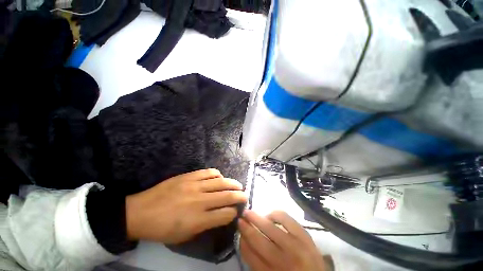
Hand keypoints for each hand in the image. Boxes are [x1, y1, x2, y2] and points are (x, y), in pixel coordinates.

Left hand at [125, 169, 246, 243]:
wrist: (140, 212)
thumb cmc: (162, 229)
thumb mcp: (184, 236)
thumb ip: (205, 226)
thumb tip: (220, 216)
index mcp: (198, 220)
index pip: (225, 214)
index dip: (234, 213)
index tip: (236, 211)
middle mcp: (200, 201)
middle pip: (227, 196)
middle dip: (240, 196)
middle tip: (245, 195)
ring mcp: (195, 186)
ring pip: (221, 182)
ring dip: (233, 183)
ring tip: (238, 185)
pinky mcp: (189, 176)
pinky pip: (209, 172)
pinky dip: (218, 174)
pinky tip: (220, 177)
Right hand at [238, 210, 327, 270]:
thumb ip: (258, 264)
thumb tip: (246, 243)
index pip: (250, 255)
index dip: (242, 242)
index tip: (239, 233)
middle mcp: (282, 261)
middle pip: (258, 240)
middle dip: (246, 227)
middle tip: (240, 218)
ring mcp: (295, 247)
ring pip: (269, 228)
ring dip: (256, 218)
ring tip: (249, 212)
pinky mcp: (305, 236)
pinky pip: (286, 219)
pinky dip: (275, 214)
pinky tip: (270, 215)